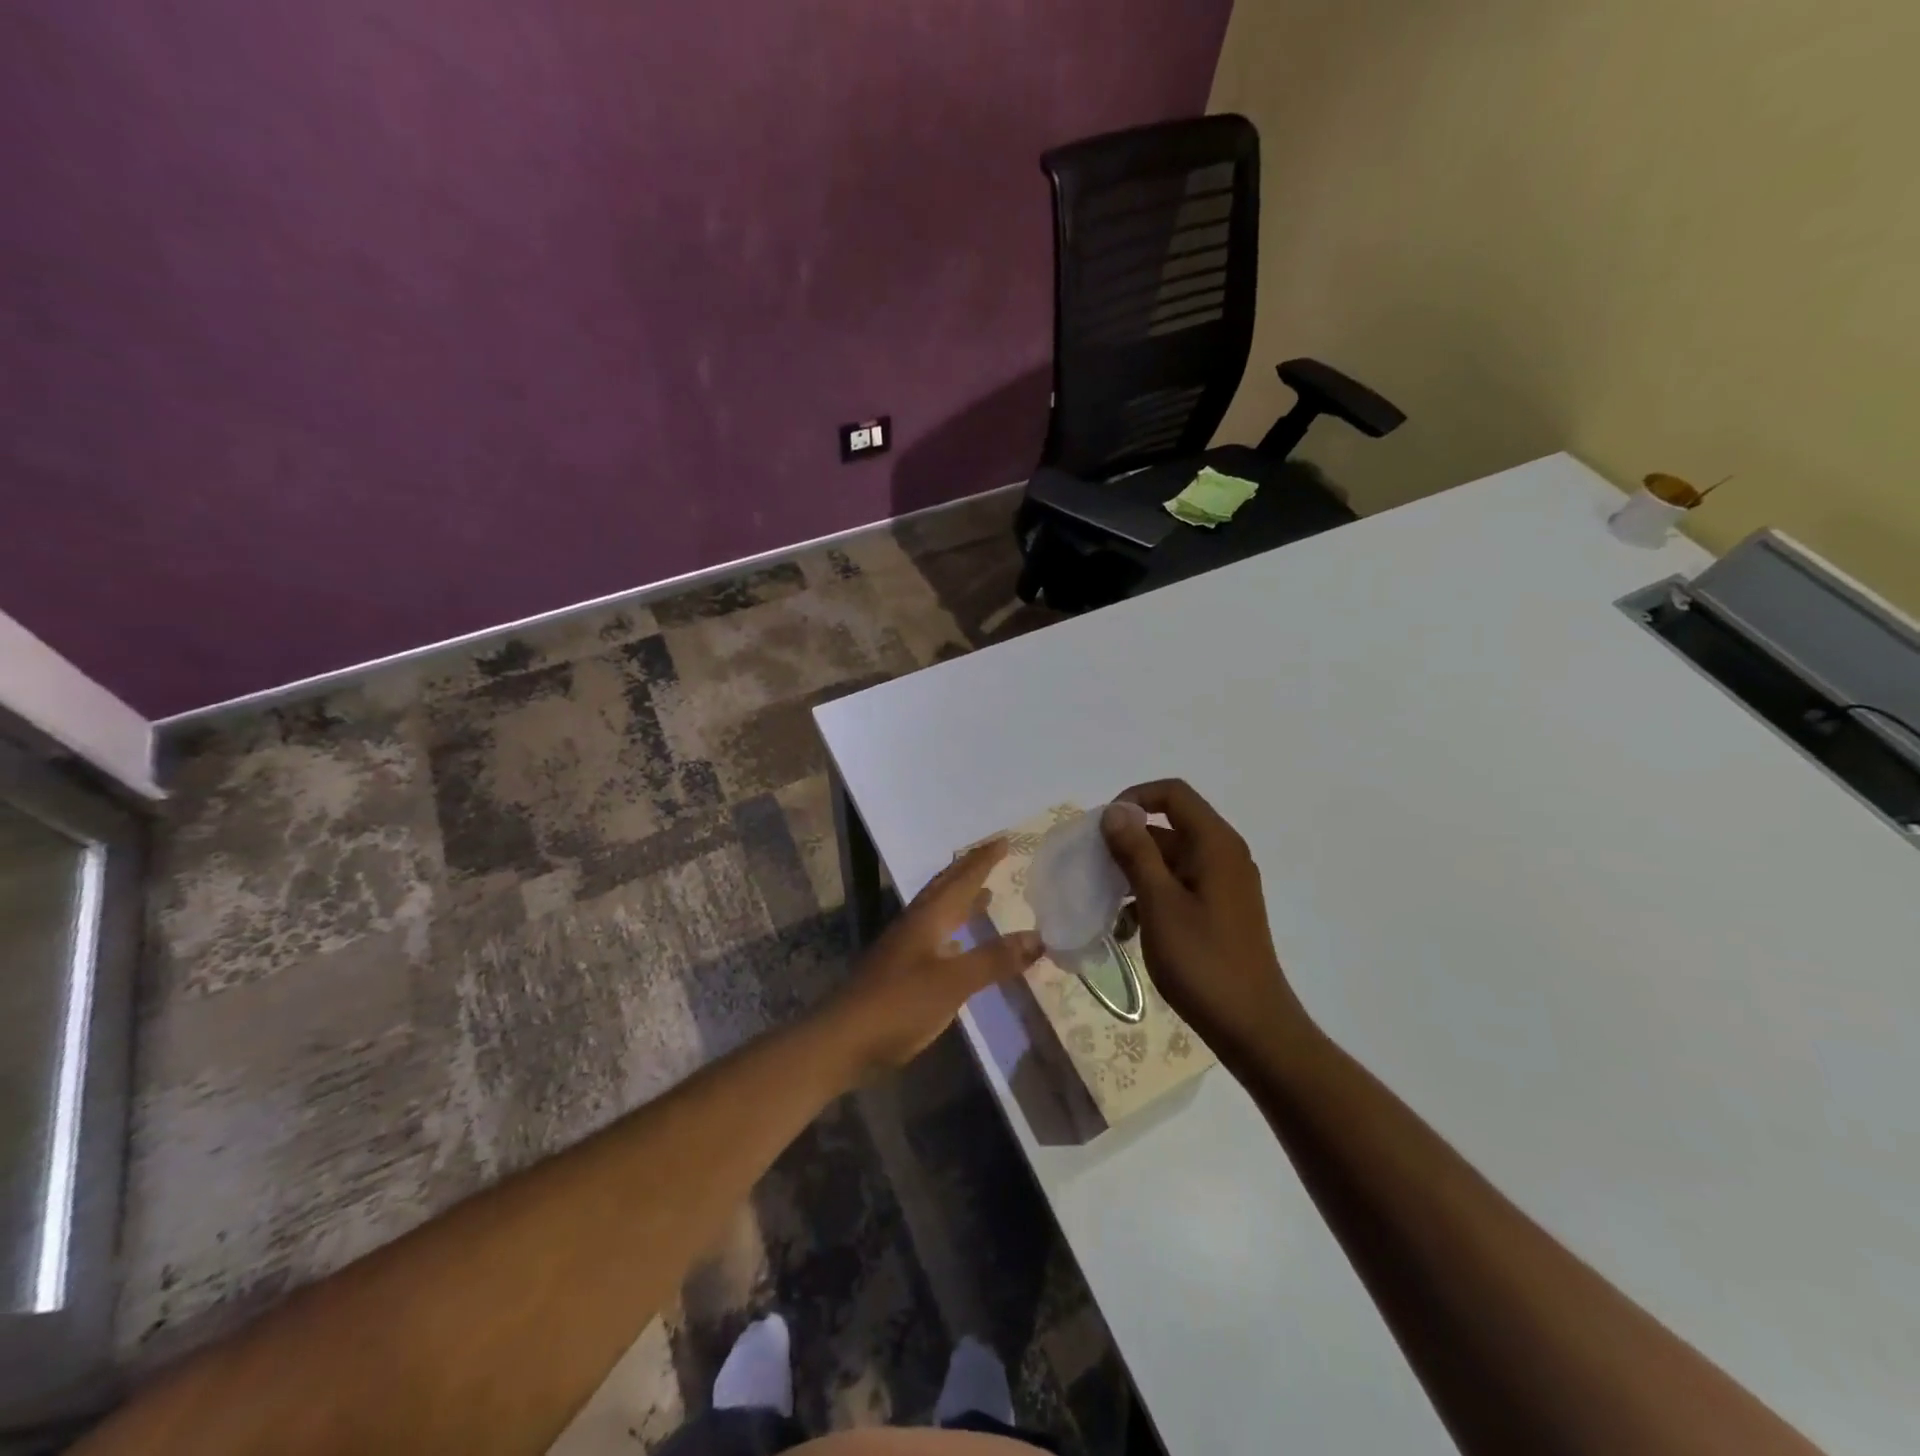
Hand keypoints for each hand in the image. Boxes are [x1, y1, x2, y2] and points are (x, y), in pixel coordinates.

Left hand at [830, 839, 1041, 1075]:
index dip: (983, 860)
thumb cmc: (899, 1005)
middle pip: (945, 888)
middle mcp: (915, 924)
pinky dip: (952, 930)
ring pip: (938, 911)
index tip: (1005, 840)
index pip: (961, 880)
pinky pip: (934, 936)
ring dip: (961, 899)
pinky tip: (959, 943)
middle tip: (993, 855)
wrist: (843, 1040)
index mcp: (927, 918)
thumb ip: (993, 959)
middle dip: (969, 870)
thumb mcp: (953, 982)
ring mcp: (904, 948)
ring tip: (986, 893)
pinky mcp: (900, 970)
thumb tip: (1038, 936)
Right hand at [1102, 780, 1314, 1070]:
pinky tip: (1127, 928)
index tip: (1101, 829)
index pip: (1172, 794)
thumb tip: (1116, 810)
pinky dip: (1151, 897)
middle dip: (1127, 842)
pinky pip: (1178, 886)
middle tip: (1092, 870)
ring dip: (1134, 874)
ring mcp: (1223, 884)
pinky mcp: (1219, 910)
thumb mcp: (1160, 903)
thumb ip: (1136, 852)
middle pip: (1169, 826)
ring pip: (1169, 860)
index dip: (1133, 799)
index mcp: (1215, 844)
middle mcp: (1223, 855)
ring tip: (1105, 904)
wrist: (1253, 1028)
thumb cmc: (1203, 962)